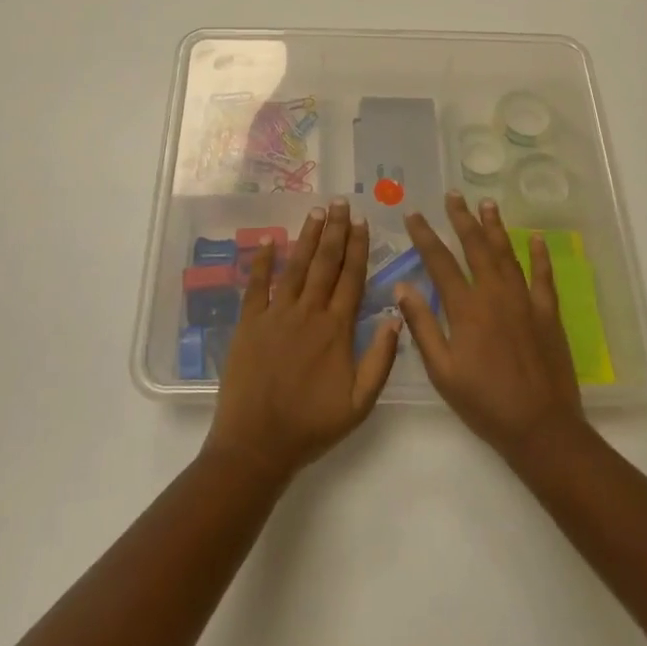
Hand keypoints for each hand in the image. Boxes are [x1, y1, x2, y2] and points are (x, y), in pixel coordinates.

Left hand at [204, 199, 400, 484]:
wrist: (258, 443)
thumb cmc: (312, 425)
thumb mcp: (360, 403)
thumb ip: (381, 359)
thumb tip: (397, 316)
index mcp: (336, 329)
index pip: (351, 278)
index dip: (358, 248)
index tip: (362, 222)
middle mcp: (308, 312)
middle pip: (325, 263)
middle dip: (335, 231)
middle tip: (340, 202)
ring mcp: (276, 315)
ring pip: (296, 267)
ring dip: (308, 237)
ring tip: (317, 212)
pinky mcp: (250, 323)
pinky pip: (257, 285)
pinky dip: (263, 261)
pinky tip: (270, 240)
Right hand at [395, 192, 587, 463]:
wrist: (540, 427)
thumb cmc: (484, 402)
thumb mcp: (442, 371)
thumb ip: (422, 326)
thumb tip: (402, 287)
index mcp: (466, 308)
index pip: (440, 262)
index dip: (425, 236)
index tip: (414, 214)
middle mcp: (495, 295)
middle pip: (476, 247)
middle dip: (462, 219)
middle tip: (453, 195)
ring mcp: (525, 301)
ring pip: (508, 254)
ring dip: (496, 227)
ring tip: (487, 204)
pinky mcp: (548, 314)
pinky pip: (544, 277)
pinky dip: (540, 256)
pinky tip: (537, 238)